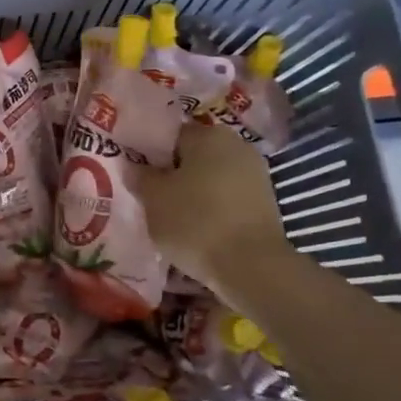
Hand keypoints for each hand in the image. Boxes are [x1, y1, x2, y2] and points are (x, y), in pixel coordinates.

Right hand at [136, 121, 292, 286]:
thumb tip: (135, 166)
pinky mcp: (265, 202)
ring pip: (211, 177)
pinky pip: (227, 197)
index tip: (137, 175)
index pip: (170, 135)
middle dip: (173, 173)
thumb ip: (141, 177)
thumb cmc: (195, 221)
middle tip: (151, 197)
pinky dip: (211, 207)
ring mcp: (255, 174)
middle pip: (193, 155)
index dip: (150, 154)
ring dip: (193, 192)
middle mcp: (235, 145)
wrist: (251, 266)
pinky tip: (197, 228)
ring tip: (172, 216)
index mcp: (207, 134)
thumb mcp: (153, 199)